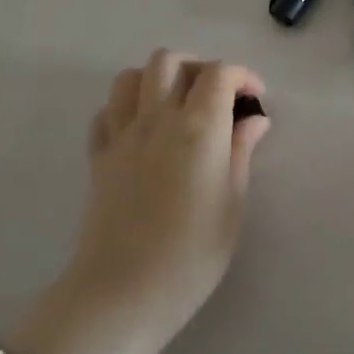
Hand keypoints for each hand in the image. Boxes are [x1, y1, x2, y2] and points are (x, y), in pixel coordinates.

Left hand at [18, 51, 269, 353]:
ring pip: (131, 76)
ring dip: (158, 80)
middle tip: (218, 98)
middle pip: (170, 61)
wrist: (125, 292)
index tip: (255, 99)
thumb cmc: (194, 252)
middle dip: (199, 68)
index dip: (242, 76)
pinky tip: (143, 131)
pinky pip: (107, 112)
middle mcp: (157, 118)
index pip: (218, 73)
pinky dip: (127, 108)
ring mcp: (121, 135)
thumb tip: (254, 120)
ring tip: (178, 106)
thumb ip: (242, 152)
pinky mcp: (98, 156)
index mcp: (199, 127)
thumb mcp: (234, 202)